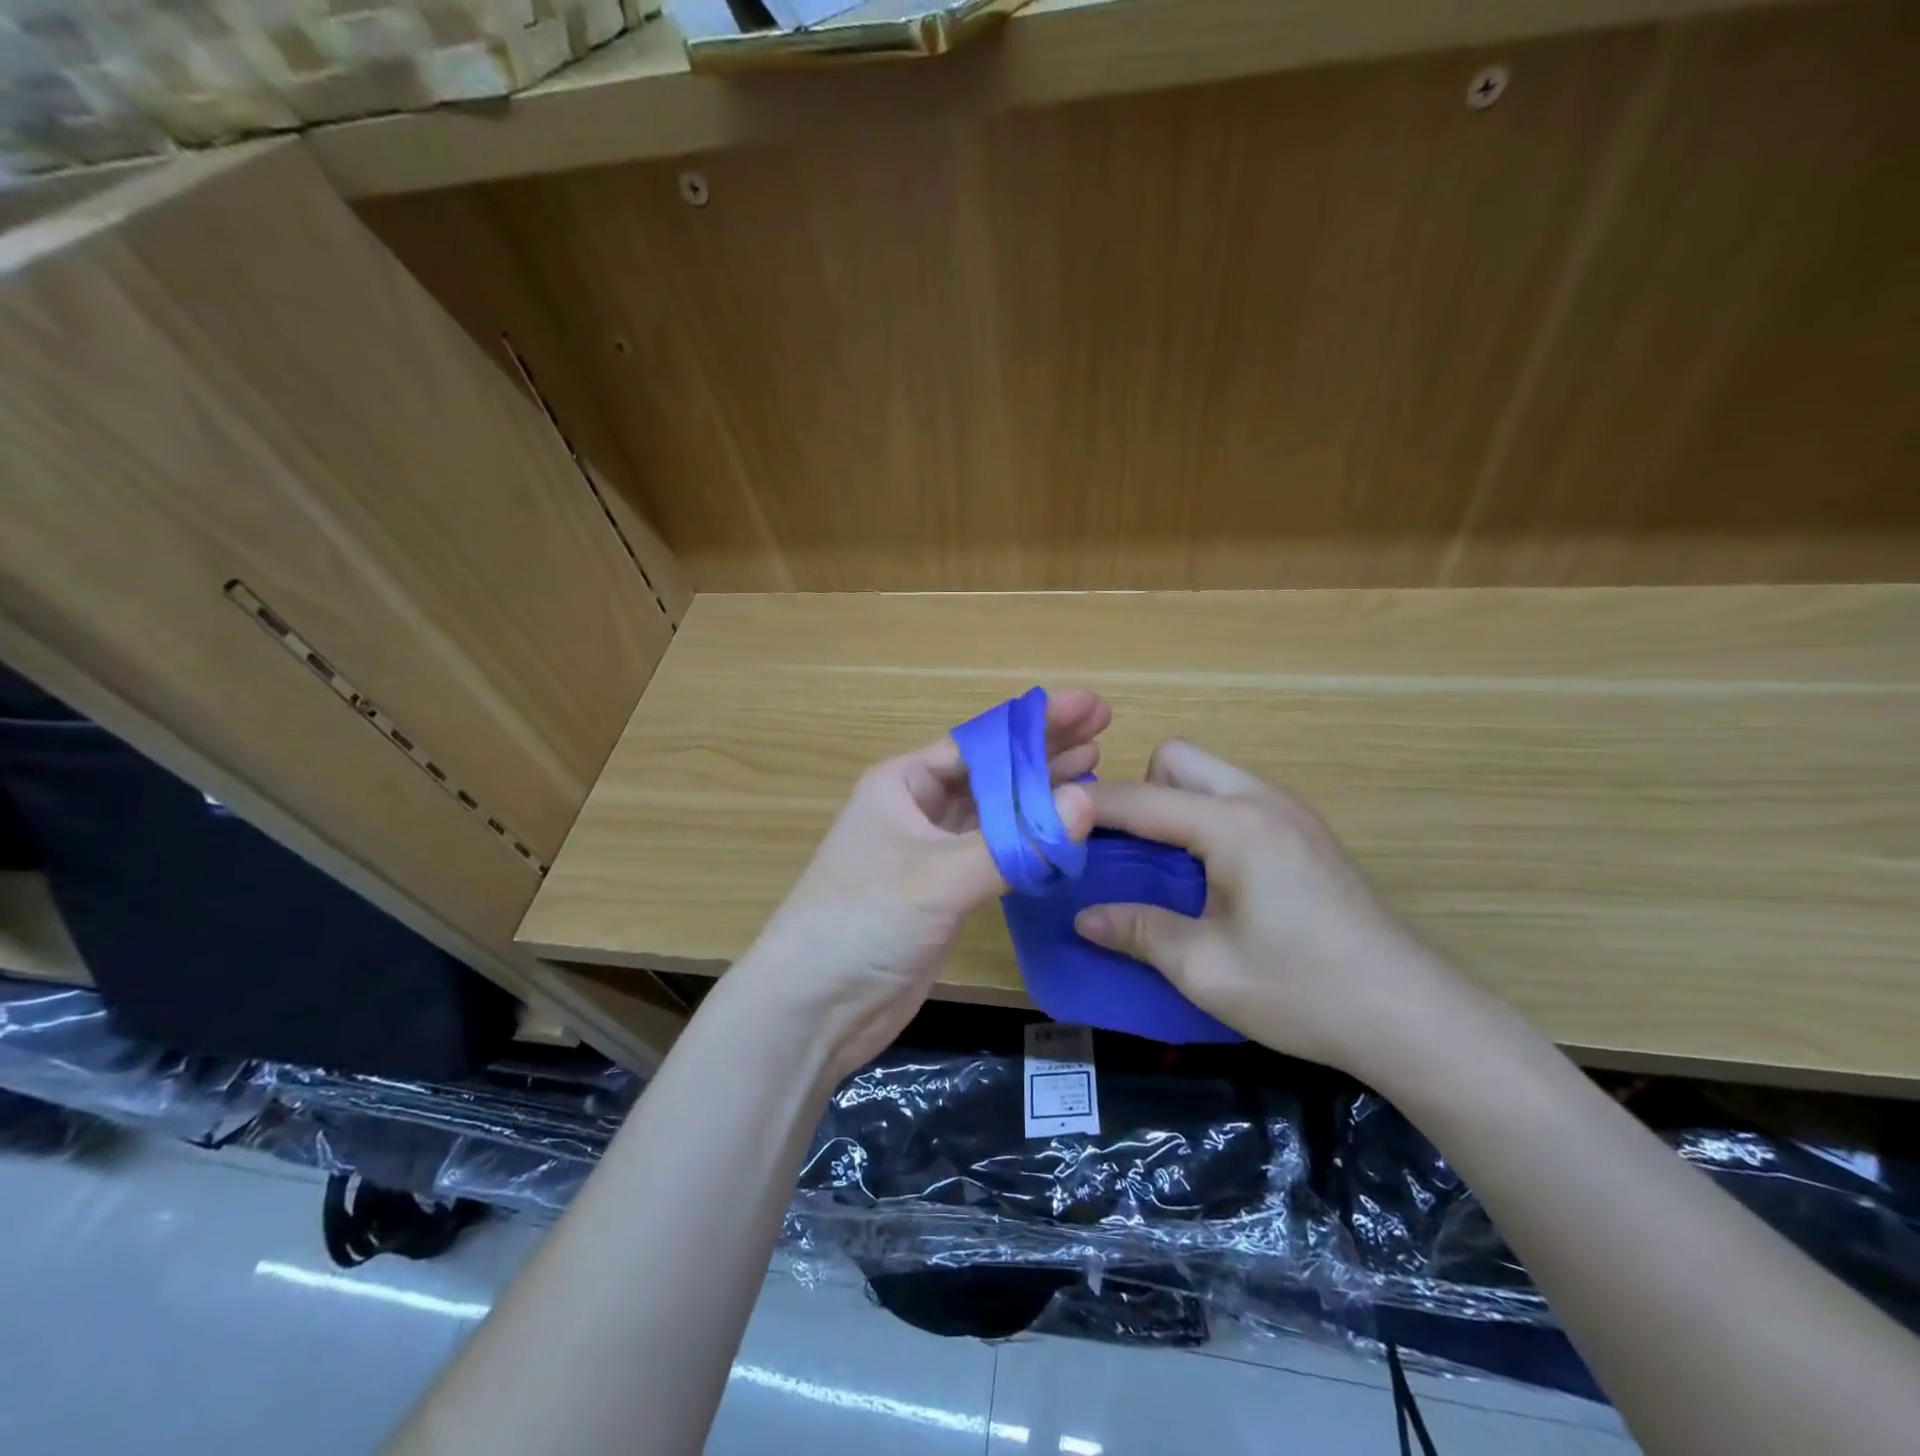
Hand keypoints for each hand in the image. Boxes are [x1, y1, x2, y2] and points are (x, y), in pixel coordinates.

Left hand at [737, 689, 1110, 1079]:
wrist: (814, 1008)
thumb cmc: (862, 922)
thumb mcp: (938, 877)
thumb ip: (1015, 844)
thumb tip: (1087, 802)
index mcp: (903, 782)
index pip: (980, 741)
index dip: (1036, 722)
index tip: (1090, 707)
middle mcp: (917, 808)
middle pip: (992, 770)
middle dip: (1044, 750)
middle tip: (1102, 729)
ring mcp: (931, 851)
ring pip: (996, 811)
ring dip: (1040, 792)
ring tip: (1092, 765)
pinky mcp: (944, 892)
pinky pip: (996, 853)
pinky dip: (1029, 840)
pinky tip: (1063, 827)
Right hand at [1074, 740, 1474, 1076]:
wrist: (1415, 1017)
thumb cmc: (1304, 991)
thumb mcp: (1206, 969)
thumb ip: (1139, 931)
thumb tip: (1084, 917)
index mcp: (1233, 825)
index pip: (1141, 799)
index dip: (1088, 809)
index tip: (1048, 822)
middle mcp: (1260, 800)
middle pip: (1177, 759)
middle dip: (1139, 792)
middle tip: (1126, 852)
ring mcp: (1289, 813)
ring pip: (1208, 775)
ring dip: (1172, 805)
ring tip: (1160, 865)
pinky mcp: (1304, 834)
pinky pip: (1234, 800)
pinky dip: (1203, 819)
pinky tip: (1207, 877)